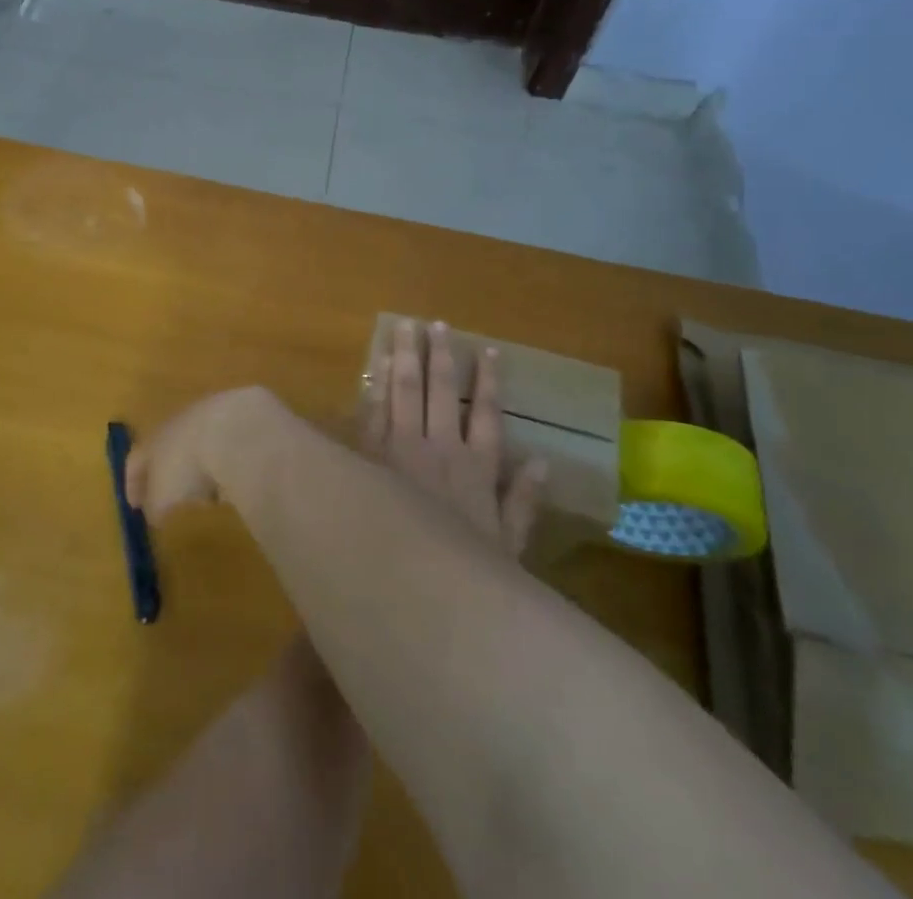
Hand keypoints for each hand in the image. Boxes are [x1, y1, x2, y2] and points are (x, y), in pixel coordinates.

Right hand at [124, 385, 290, 522]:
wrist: (238, 430)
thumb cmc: (189, 465)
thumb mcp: (163, 496)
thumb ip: (154, 505)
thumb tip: (153, 512)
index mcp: (155, 436)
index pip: (137, 457)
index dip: (133, 482)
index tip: (134, 505)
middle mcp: (182, 420)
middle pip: (171, 446)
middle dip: (171, 471)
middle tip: (174, 498)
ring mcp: (216, 414)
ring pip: (203, 443)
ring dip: (203, 467)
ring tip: (210, 495)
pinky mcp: (246, 417)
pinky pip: (231, 446)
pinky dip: (229, 463)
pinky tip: (237, 482)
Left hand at [360, 320, 544, 556]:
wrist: (406, 588)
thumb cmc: (463, 573)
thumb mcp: (508, 548)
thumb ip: (524, 502)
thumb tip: (542, 461)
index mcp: (476, 468)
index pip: (486, 413)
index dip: (489, 381)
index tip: (488, 350)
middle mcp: (439, 448)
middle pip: (441, 391)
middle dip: (439, 355)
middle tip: (435, 324)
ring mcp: (400, 449)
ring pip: (404, 391)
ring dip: (404, 357)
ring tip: (404, 326)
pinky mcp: (369, 455)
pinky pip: (372, 411)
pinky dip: (374, 385)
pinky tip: (374, 364)